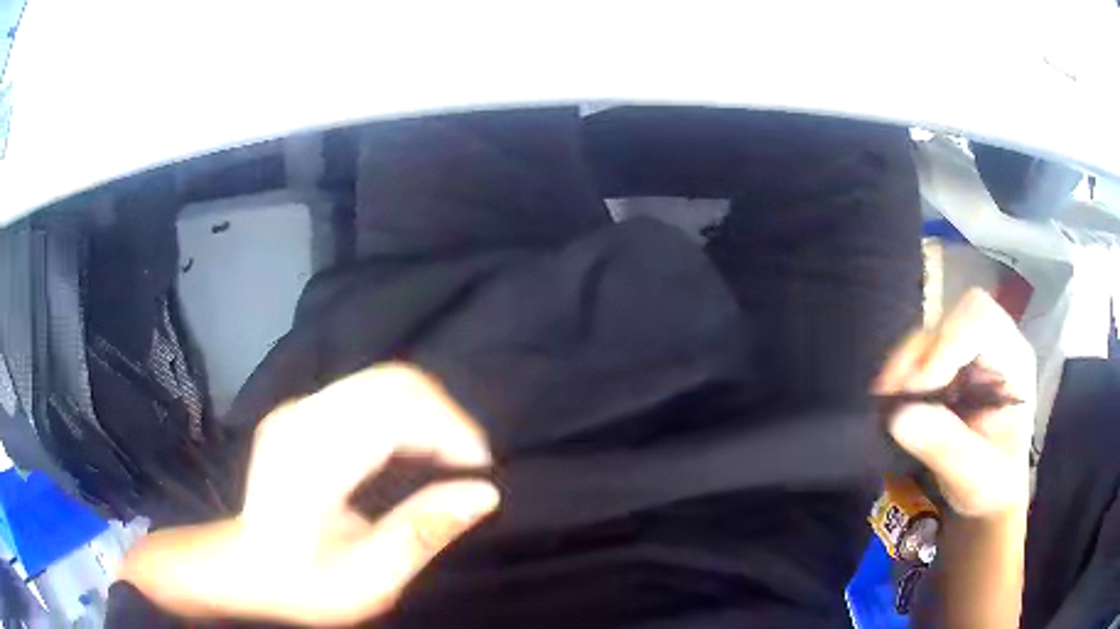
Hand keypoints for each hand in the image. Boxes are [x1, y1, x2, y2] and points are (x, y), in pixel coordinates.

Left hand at [122, 364, 498, 625]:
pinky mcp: (303, 408)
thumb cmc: (304, 583)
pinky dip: (406, 411)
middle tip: (470, 464)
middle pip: (391, 383)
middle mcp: (301, 419)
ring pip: (383, 379)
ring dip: (429, 410)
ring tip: (450, 455)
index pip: (392, 413)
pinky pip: (368, 390)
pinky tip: (417, 445)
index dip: (448, 430)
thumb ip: (421, 534)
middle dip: (445, 415)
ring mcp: (298, 407)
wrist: (246, 565)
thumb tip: (484, 494)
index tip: (480, 471)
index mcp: (310, 463)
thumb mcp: (368, 582)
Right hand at [874, 289, 1034, 517]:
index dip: (947, 344)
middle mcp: (992, 345)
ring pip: (931, 332)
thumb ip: (946, 447)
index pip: (982, 321)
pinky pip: (918, 353)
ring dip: (904, 363)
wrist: (987, 496)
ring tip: (885, 401)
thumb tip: (899, 417)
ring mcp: (968, 353)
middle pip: (953, 318)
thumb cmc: (993, 485)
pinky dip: (899, 372)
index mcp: (1014, 362)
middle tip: (893, 394)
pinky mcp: (946, 365)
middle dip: (921, 352)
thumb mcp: (977, 477)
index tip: (916, 389)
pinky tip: (889, 400)